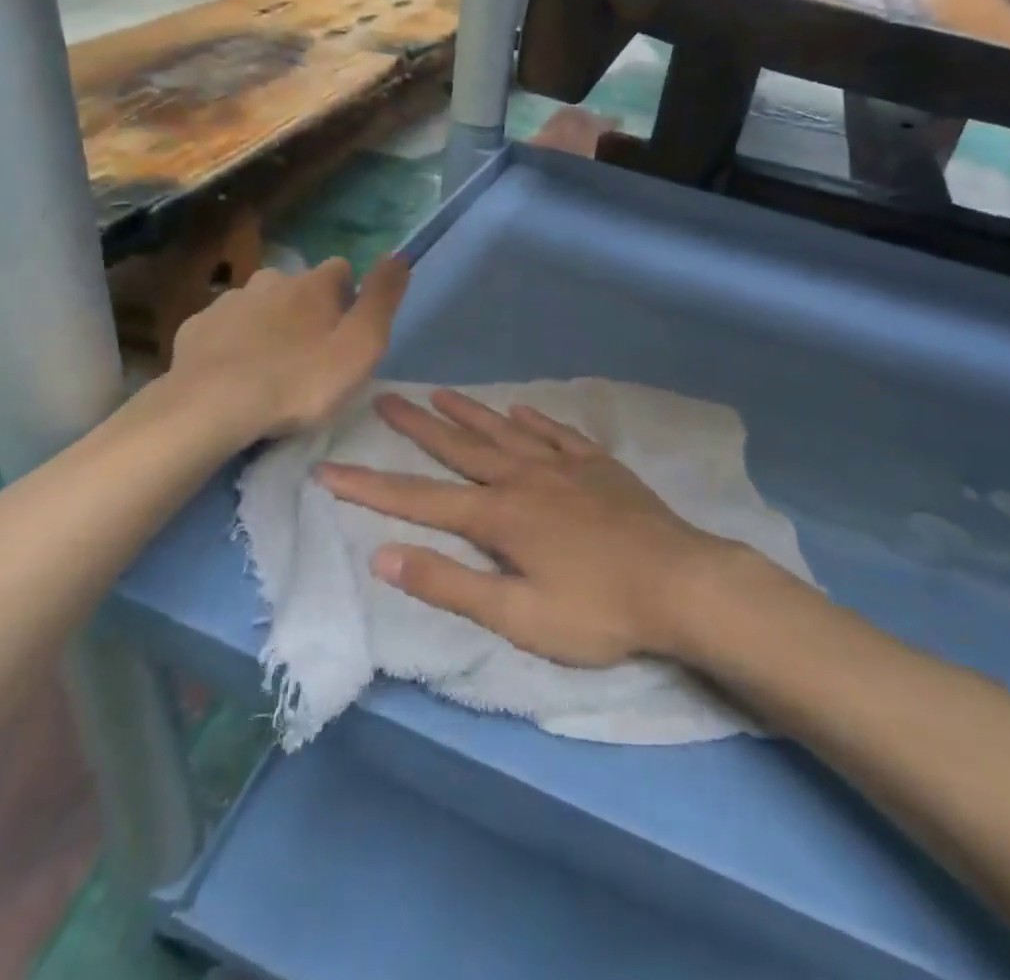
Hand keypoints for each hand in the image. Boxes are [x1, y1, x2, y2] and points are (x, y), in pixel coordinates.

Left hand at [165, 258, 407, 439]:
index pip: (341, 269)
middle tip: (310, 356)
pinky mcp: (195, 328)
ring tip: (270, 368)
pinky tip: (234, 374)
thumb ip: (382, 300)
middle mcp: (270, 280)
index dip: (349, 296)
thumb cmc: (299, 380)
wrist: (211, 407)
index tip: (347, 331)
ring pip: (258, 305)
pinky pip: (224, 328)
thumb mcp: (361, 346)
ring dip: (268, 325)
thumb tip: (400, 255)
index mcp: (313, 284)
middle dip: (306, 310)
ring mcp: (228, 302)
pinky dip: (233, 343)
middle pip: (298, 286)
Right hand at [320, 389, 728, 666]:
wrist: (679, 581)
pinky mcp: (598, 466)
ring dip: (470, 413)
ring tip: (440, 393)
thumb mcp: (518, 616)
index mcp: (499, 516)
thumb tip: (384, 555)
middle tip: (386, 397)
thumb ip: (450, 584)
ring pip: (505, 431)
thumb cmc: (598, 610)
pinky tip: (521, 410)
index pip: (419, 499)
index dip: (371, 486)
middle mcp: (524, 478)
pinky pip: (557, 433)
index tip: (330, 469)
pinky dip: (534, 420)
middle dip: (417, 426)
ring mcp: (564, 466)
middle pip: (460, 448)